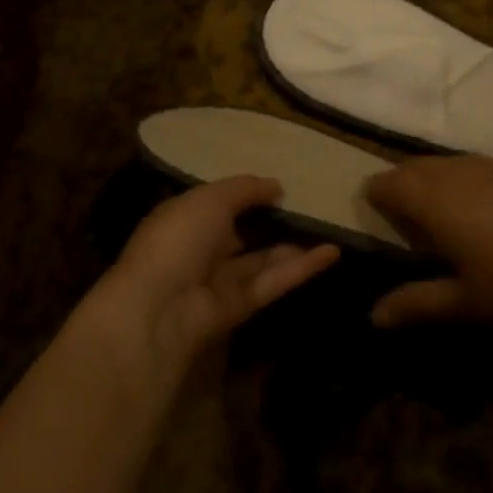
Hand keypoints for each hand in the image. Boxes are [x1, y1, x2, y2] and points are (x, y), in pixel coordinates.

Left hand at [86, 176, 338, 384]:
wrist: (160, 307)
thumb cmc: (179, 238)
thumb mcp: (210, 199)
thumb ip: (245, 189)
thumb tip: (276, 185)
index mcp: (185, 217)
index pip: (219, 203)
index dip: (248, 194)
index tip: (283, 185)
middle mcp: (201, 248)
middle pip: (243, 232)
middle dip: (273, 221)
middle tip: (313, 206)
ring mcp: (220, 279)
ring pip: (263, 259)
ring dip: (295, 245)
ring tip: (332, 227)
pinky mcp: (240, 307)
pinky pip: (273, 281)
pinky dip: (301, 268)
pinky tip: (331, 252)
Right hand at [364, 156, 492, 326]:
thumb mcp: (467, 303)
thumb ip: (416, 304)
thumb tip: (373, 316)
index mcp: (432, 200)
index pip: (385, 183)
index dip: (375, 197)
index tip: (378, 219)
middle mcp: (455, 172)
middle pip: (412, 167)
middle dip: (401, 185)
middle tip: (407, 220)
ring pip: (447, 163)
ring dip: (435, 182)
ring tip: (447, 216)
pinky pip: (481, 167)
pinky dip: (471, 183)